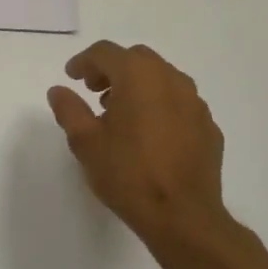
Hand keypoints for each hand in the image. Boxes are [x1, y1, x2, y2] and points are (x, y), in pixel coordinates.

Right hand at [47, 41, 237, 258]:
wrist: (183, 216)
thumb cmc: (128, 174)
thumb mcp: (85, 142)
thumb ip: (69, 109)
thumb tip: (59, 90)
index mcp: (138, 77)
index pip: (106, 53)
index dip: (84, 61)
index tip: (71, 77)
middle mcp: (171, 80)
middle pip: (137, 59)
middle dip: (112, 69)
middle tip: (93, 91)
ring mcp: (195, 103)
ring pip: (162, 78)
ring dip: (138, 85)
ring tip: (120, 113)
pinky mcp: (208, 126)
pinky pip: (179, 103)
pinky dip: (160, 105)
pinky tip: (149, 133)